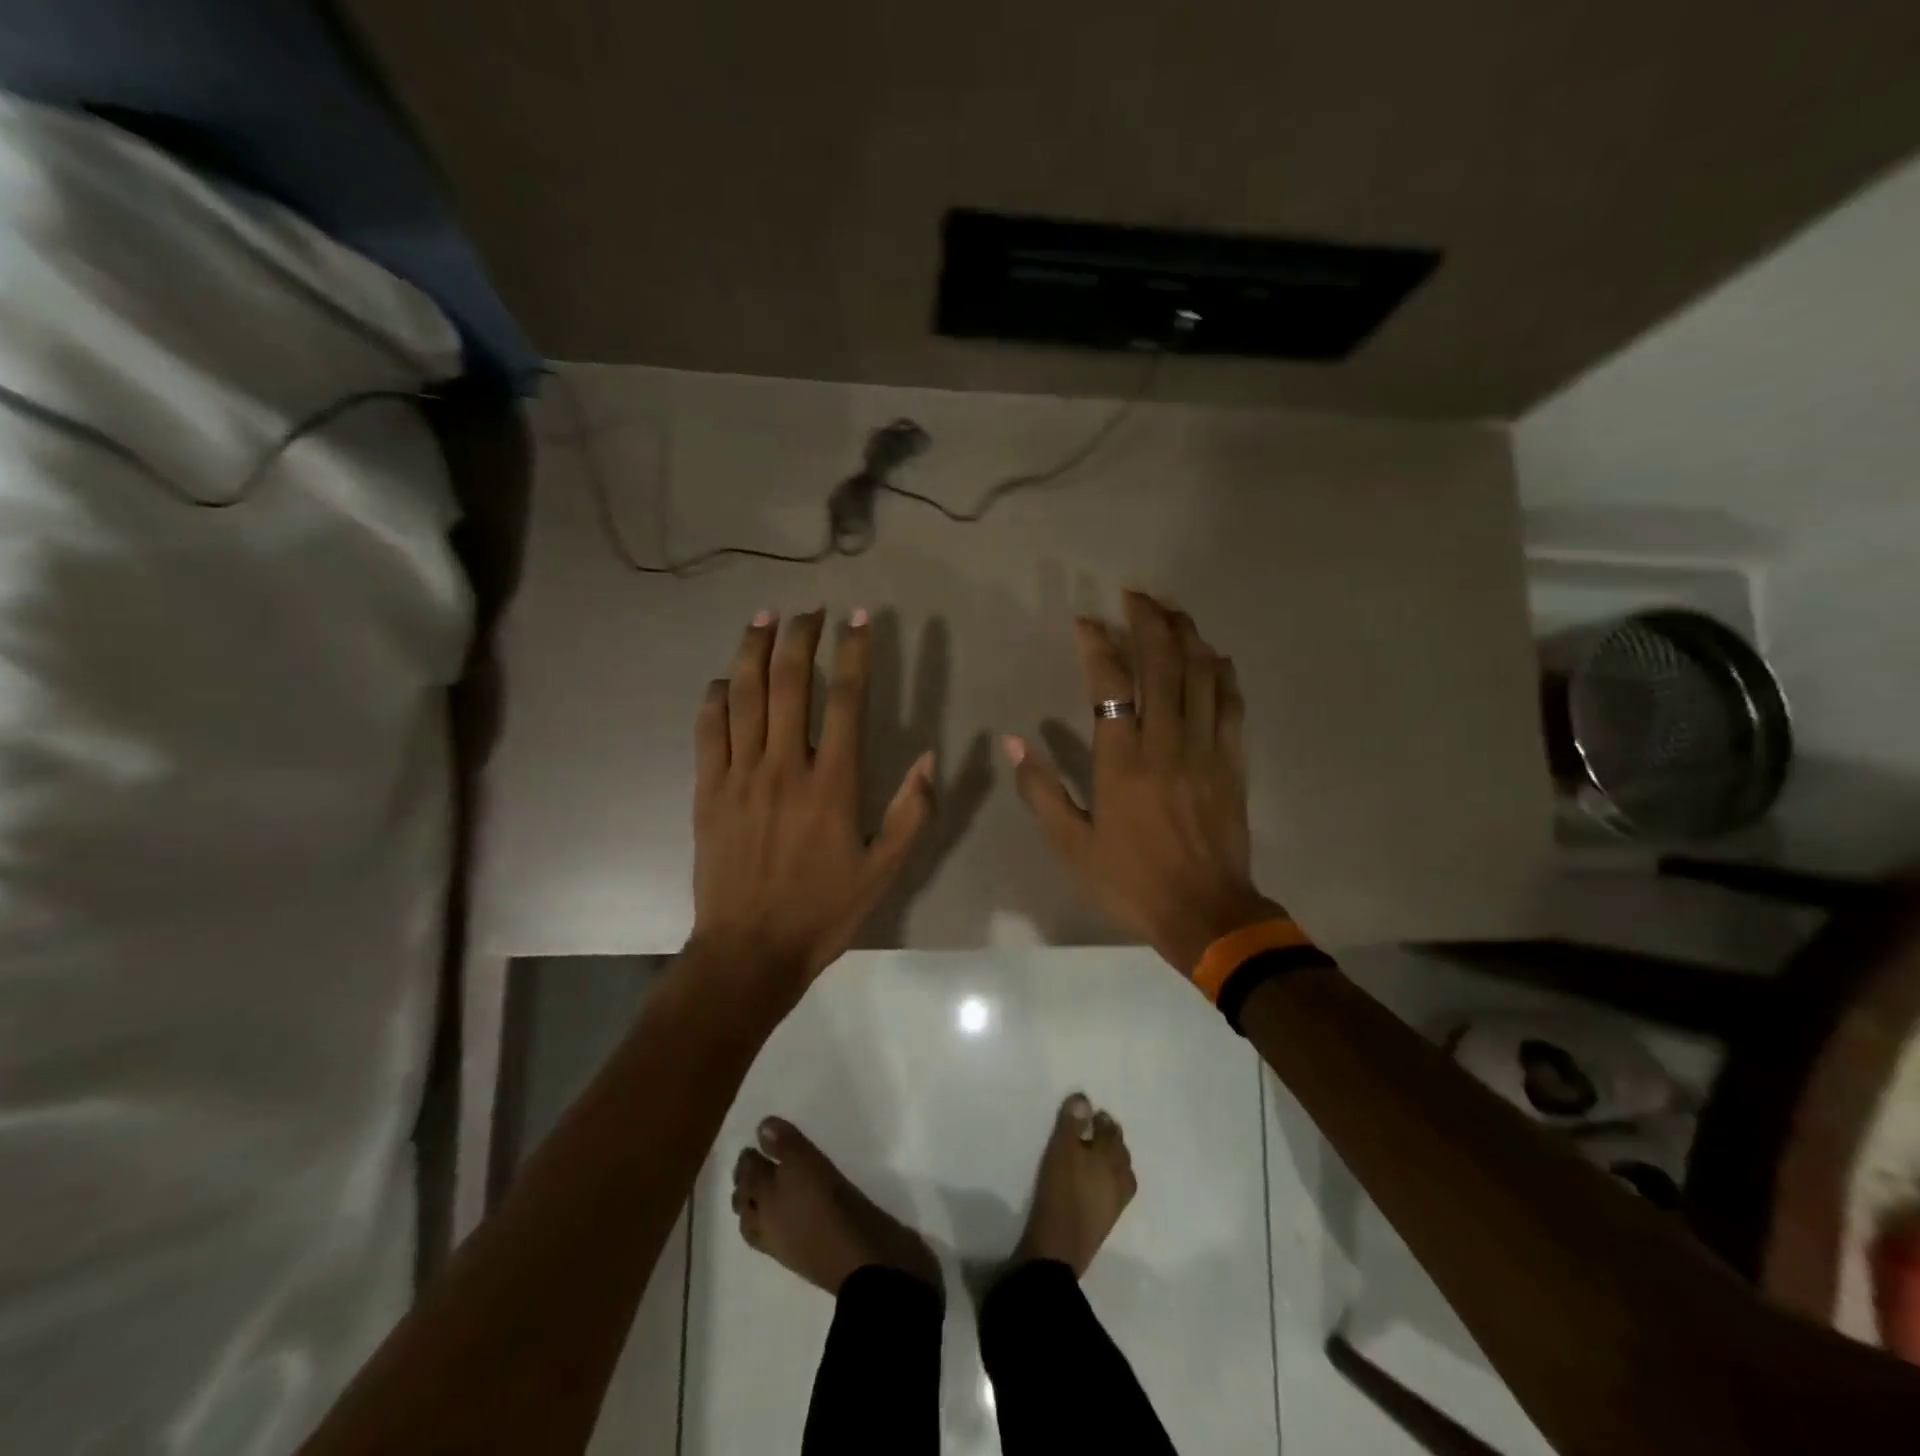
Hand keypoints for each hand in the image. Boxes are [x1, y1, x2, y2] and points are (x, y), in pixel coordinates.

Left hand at [690, 609, 934, 1002]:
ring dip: (753, 651)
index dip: (854, 653)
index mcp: (831, 783)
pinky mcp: (708, 791)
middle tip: (810, 608)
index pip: (845, 700)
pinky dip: (714, 698)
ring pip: (743, 696)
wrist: (749, 951)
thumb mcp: (884, 870)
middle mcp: (784, 766)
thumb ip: (910, 813)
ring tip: (764, 618)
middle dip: (800, 637)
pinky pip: (708, 730)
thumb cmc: (823, 911)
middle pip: (789, 683)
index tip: (860, 619)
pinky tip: (721, 680)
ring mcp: (739, 775)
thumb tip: (930, 758)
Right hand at [1006, 591, 1281, 976]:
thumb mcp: (1071, 844)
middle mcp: (1165, 741)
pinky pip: (1231, 704)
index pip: (1110, 682)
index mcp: (1121, 759)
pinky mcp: (1233, 761)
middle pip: (1162, 663)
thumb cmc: (1130, 880)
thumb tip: (1014, 744)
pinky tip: (1214, 656)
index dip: (1097, 643)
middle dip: (1149, 620)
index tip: (1086, 622)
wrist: (1205, 912)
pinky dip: (1222, 673)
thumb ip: (1041, 791)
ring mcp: (1205, 748)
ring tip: (1172, 611)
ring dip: (1187, 636)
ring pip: (1201, 674)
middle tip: (1136, 595)